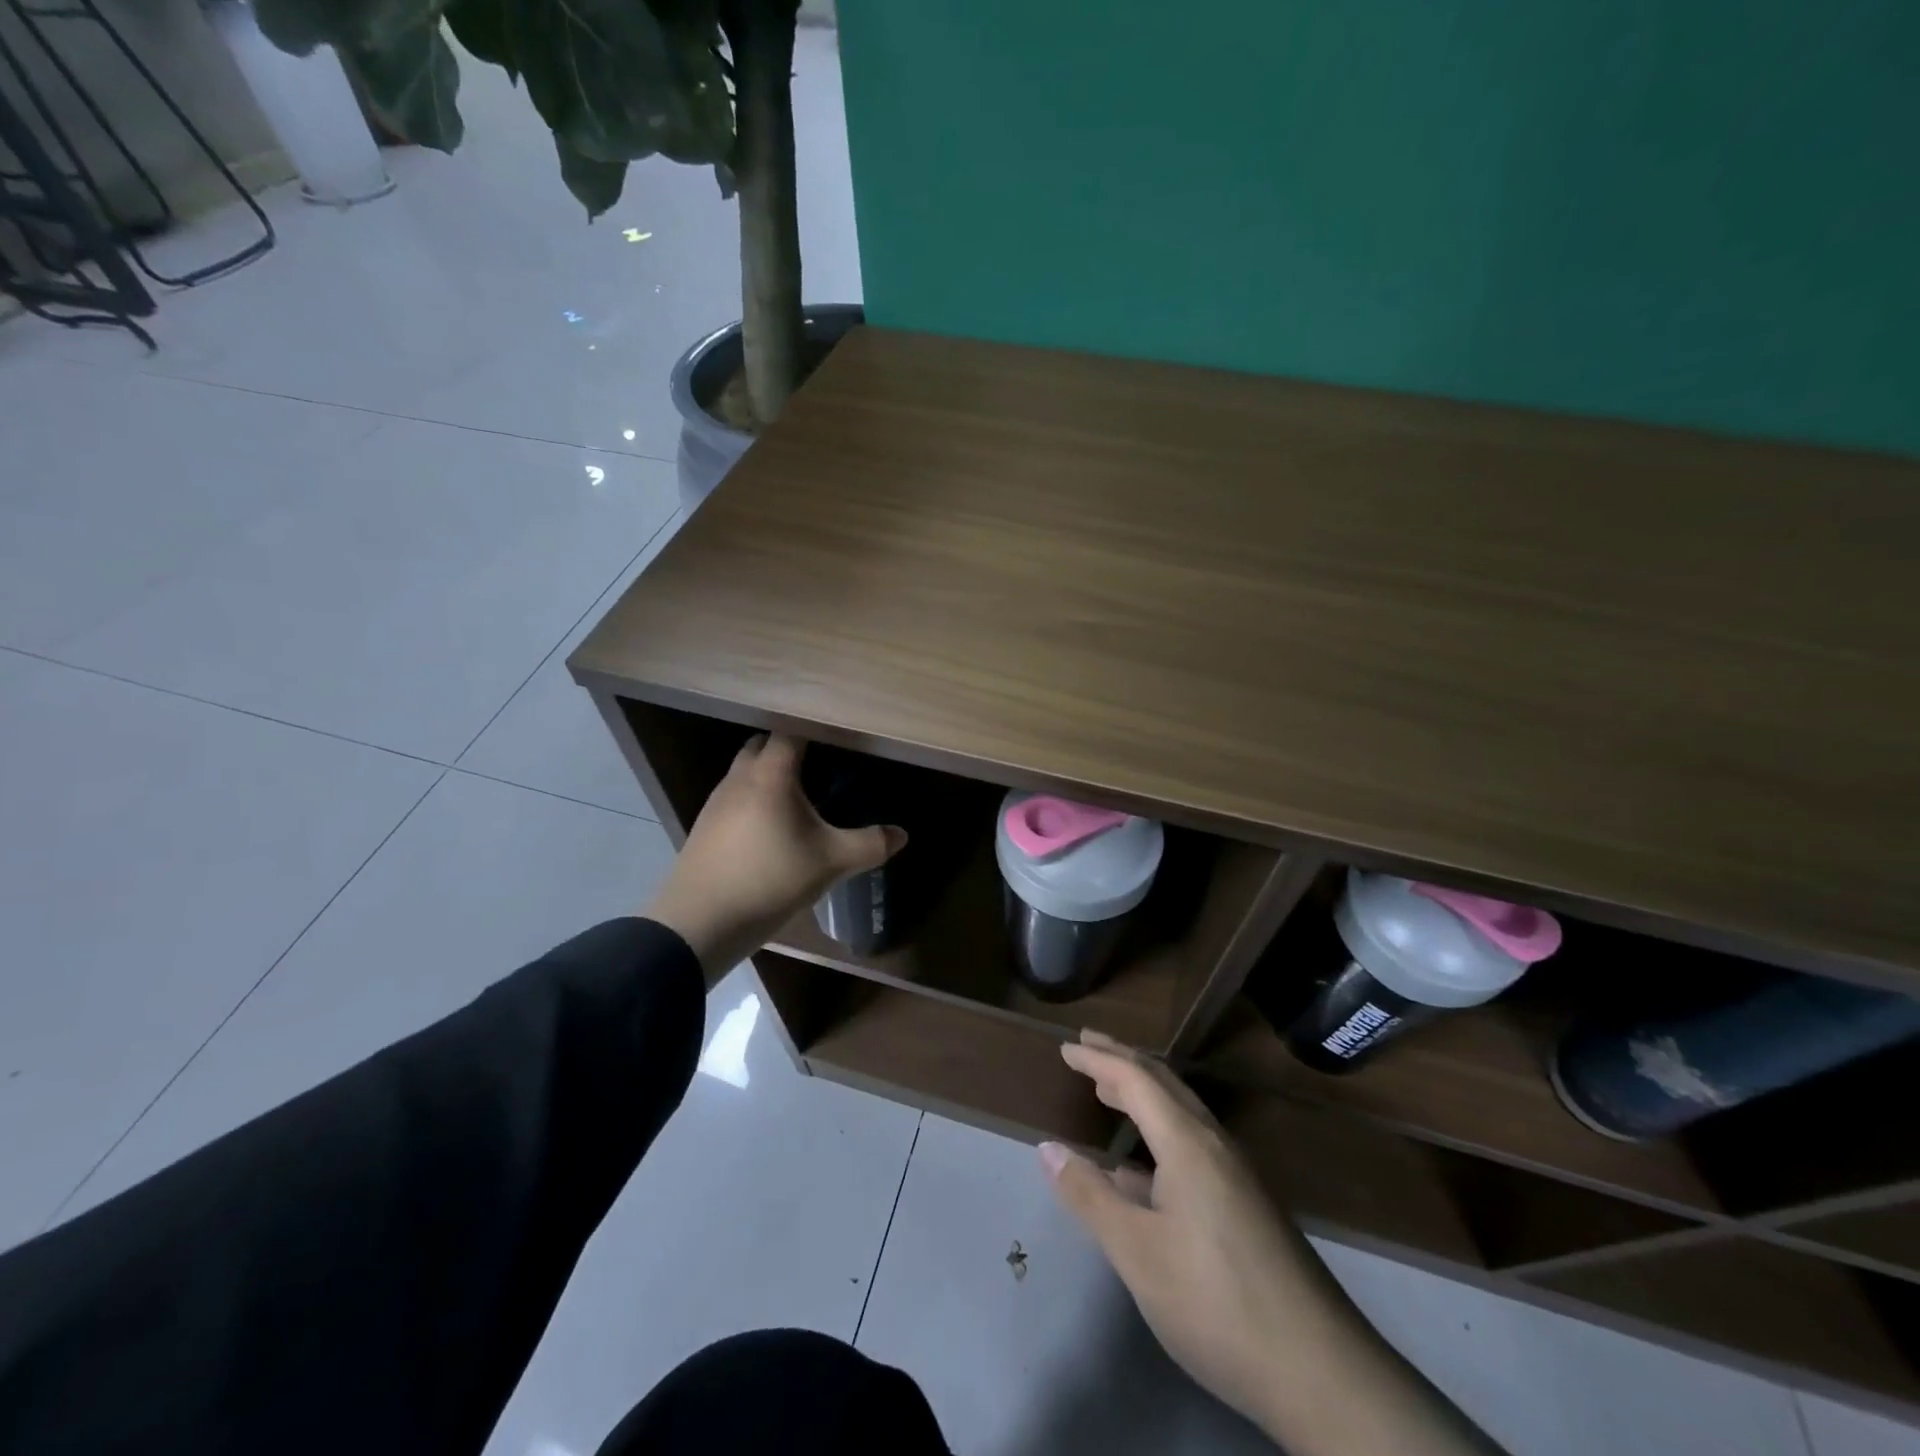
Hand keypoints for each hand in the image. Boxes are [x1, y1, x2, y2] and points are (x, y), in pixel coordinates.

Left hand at [643, 734, 905, 980]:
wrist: (700, 922)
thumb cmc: (770, 879)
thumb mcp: (830, 863)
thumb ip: (869, 845)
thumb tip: (902, 834)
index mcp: (771, 774)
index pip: (790, 731)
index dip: (813, 729)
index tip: (837, 737)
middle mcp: (739, 778)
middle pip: (762, 745)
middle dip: (788, 748)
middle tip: (821, 764)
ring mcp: (716, 802)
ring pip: (745, 771)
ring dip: (768, 774)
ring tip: (798, 797)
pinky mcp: (705, 826)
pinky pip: (734, 797)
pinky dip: (753, 799)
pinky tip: (769, 828)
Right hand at [1041, 1031, 1495, 1454]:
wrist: (1321, 1371)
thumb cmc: (1216, 1302)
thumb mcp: (1138, 1253)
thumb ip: (1090, 1197)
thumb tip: (1048, 1148)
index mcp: (1187, 1142)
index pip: (1135, 1079)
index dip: (1098, 1059)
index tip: (1066, 1046)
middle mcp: (1214, 1144)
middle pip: (1164, 1084)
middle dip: (1123, 1060)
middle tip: (1088, 1045)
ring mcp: (1236, 1175)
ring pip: (1181, 1113)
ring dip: (1143, 1094)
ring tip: (1109, 1091)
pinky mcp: (1246, 1205)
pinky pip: (1192, 1142)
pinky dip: (1159, 1131)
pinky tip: (1140, 1169)